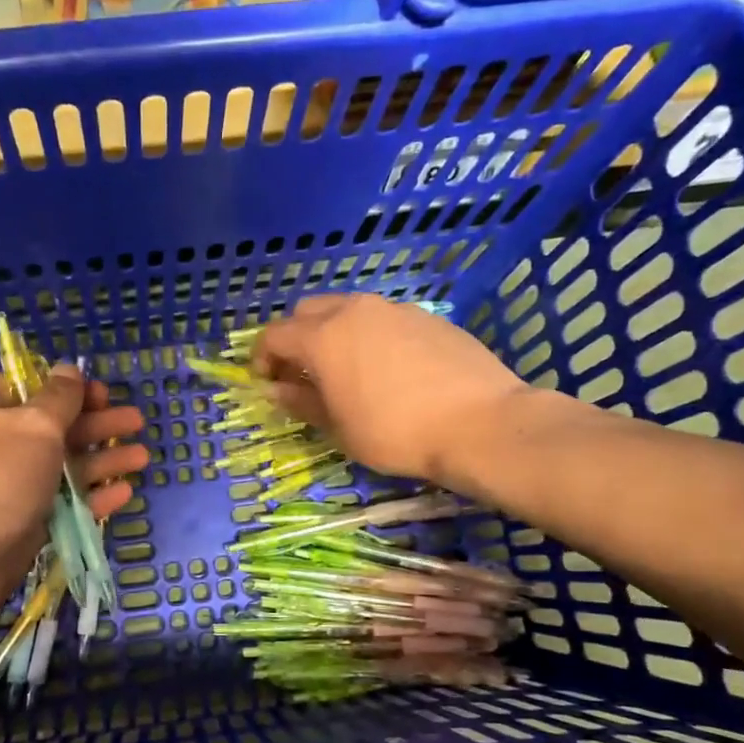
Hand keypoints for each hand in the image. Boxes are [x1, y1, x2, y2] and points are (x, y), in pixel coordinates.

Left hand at [0, 366, 146, 636]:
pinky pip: (65, 506)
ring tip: (142, 457)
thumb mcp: (32, 426)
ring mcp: (13, 489)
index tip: (104, 393)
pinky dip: (93, 498)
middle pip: (57, 429)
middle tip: (137, 422)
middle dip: (97, 424)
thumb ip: (58, 400)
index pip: (33, 390)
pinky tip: (124, 492)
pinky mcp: (26, 526)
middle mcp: (1, 447)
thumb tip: (68, 369)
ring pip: (66, 469)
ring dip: (103, 461)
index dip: (70, 389)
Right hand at [252, 294, 530, 483]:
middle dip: (295, 338)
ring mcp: (394, 309)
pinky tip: (387, 369)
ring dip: (333, 333)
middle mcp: (354, 310)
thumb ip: (301, 402)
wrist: (480, 423)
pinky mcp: (427, 316)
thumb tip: (276, 390)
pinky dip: (369, 335)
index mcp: (323, 336)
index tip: (268, 383)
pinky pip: (383, 318)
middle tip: (302, 373)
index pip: (274, 335)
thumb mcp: (339, 427)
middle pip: (308, 311)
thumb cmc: (395, 433)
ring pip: (348, 309)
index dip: (263, 358)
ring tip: (345, 370)